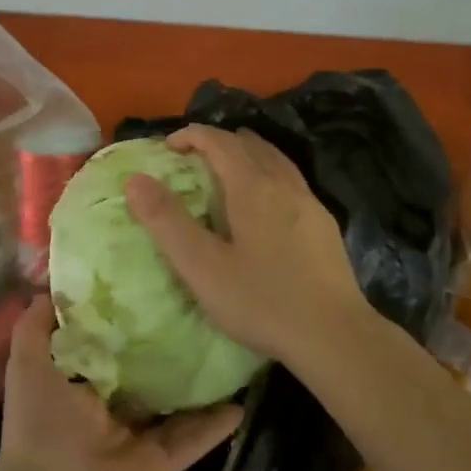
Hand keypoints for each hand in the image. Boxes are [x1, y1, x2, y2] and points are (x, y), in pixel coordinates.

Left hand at [0, 295, 242, 470]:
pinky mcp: (162, 461)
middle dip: (167, 346)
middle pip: (146, 372)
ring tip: (229, 348)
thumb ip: (35, 327)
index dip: (126, 318)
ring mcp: (140, 436)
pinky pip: (194, 438)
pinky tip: (242, 401)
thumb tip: (51, 287)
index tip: (151, 284)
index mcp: (80, 384)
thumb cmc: (38, 427)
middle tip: (202, 309)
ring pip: (176, 404)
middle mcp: (111, 407)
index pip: (108, 345)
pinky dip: (217, 423)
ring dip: (199, 383)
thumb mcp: (26, 366)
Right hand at [124, 125, 372, 365]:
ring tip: (226, 174)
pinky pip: (291, 181)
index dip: (191, 136)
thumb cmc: (262, 301)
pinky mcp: (324, 225)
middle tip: (192, 161)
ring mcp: (310, 203)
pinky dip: (268, 175)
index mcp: (253, 187)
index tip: (167, 148)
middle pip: (250, 144)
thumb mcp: (202, 267)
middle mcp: (284, 183)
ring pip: (275, 160)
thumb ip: (167, 222)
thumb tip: (135, 180)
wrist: (335, 334)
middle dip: (218, 142)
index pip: (219, 141)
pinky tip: (265, 207)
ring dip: (247, 155)